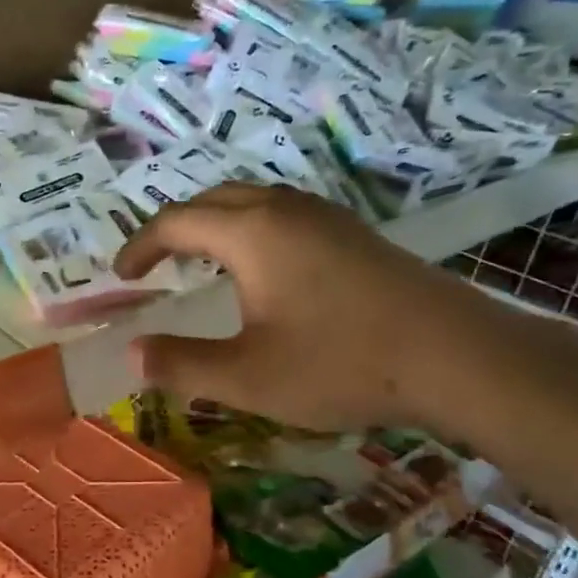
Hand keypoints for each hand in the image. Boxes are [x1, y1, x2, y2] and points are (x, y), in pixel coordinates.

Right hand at [113, 183, 512, 432]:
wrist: (456, 357)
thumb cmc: (341, 364)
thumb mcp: (247, 377)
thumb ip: (182, 364)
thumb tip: (132, 354)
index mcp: (251, 233)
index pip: (175, 223)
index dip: (140, 247)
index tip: (121, 276)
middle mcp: (286, 210)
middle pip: (213, 200)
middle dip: (175, 228)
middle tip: (156, 265)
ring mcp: (326, 217)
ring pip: (253, 203)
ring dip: (215, 225)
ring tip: (201, 263)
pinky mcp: (354, 235)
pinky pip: (284, 215)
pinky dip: (251, 231)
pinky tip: (263, 271)